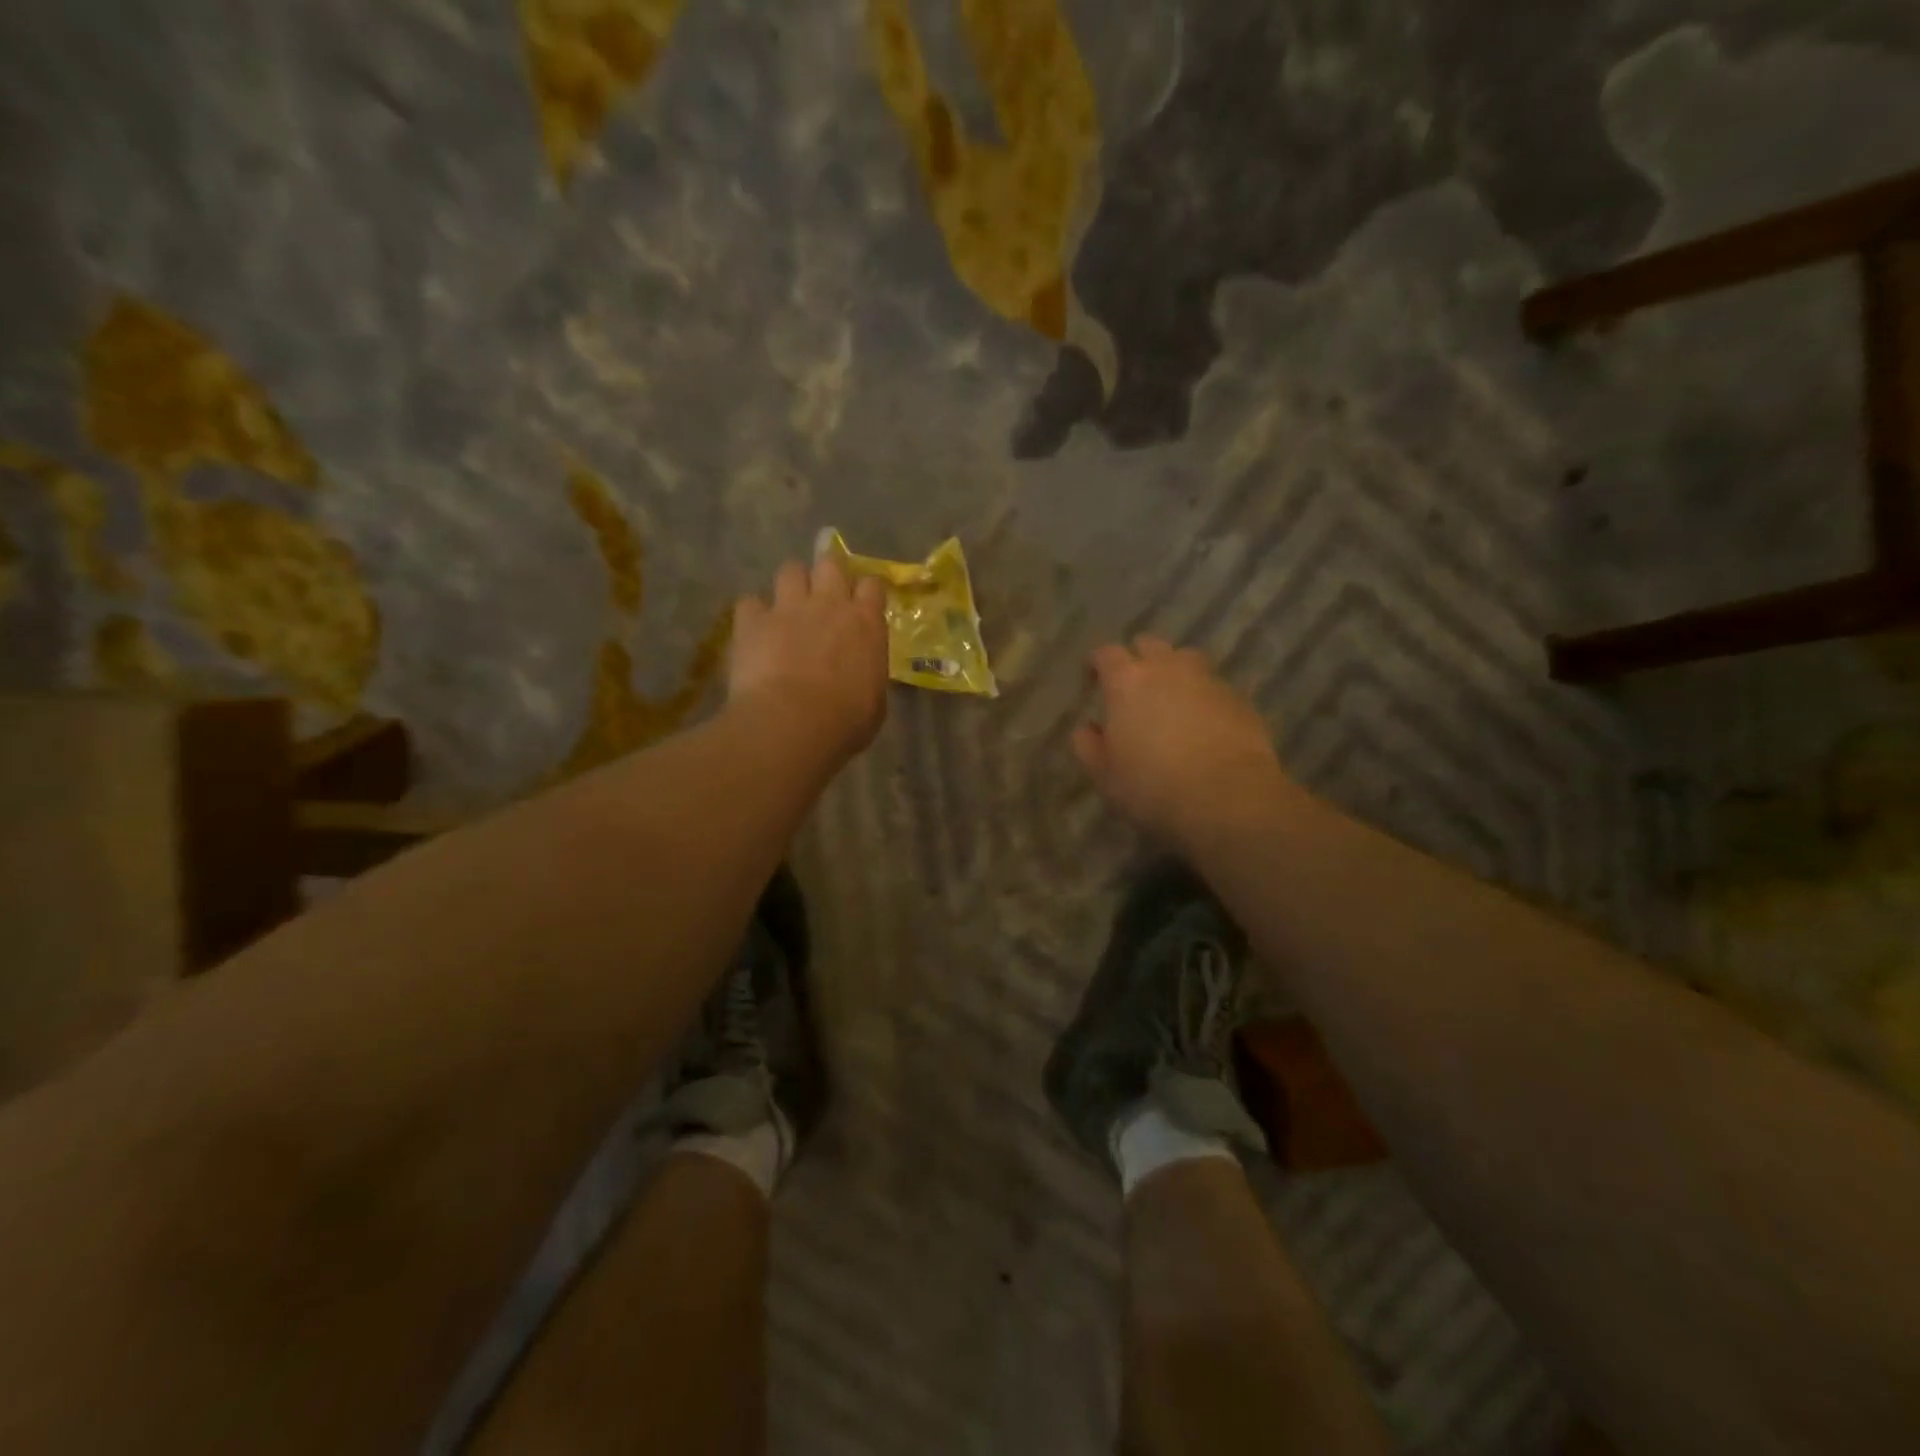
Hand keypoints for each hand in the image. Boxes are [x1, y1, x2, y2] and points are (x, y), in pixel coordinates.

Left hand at [729, 558, 889, 763]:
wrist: (792, 724)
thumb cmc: (844, 721)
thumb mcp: (874, 702)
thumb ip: (868, 676)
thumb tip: (862, 676)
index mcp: (866, 623)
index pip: (872, 585)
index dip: (865, 593)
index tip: (861, 606)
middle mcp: (829, 604)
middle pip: (830, 564)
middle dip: (826, 576)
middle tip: (822, 598)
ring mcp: (788, 608)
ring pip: (790, 569)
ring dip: (790, 585)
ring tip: (787, 607)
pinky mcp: (752, 621)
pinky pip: (749, 602)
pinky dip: (752, 614)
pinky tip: (754, 631)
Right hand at [1073, 636, 1287, 842]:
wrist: (1228, 799)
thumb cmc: (1152, 787)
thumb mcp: (1105, 776)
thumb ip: (1088, 746)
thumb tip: (1087, 728)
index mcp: (1127, 682)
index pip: (1106, 654)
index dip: (1097, 663)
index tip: (1092, 678)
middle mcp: (1168, 669)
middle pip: (1150, 645)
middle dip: (1138, 658)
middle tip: (1133, 685)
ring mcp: (1208, 681)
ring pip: (1187, 660)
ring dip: (1175, 671)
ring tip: (1171, 697)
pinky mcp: (1240, 700)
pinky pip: (1215, 687)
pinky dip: (1204, 697)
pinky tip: (1204, 723)